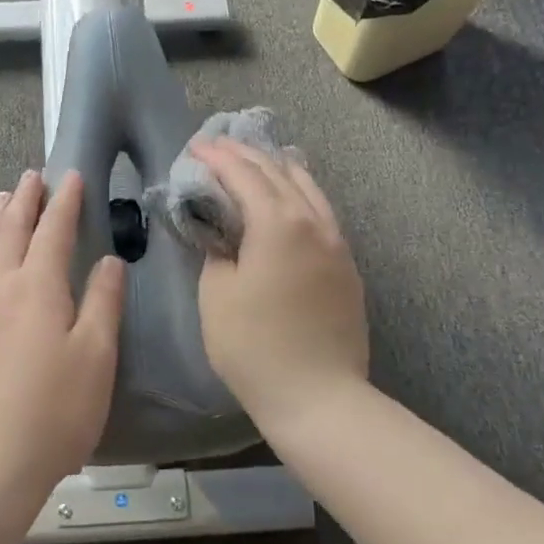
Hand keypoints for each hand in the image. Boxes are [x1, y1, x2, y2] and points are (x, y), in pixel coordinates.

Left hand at [0, 169, 124, 506]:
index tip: (71, 176)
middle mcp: (1, 288)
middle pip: (12, 232)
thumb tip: (108, 261)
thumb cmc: (56, 410)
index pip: (54, 231)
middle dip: (25, 201)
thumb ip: (103, 302)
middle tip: (33, 176)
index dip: (64, 202)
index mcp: (39, 288)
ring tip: (2, 199)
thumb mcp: (96, 355)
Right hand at [190, 137, 367, 431]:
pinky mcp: (347, 266)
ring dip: (279, 167)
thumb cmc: (254, 346)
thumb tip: (226, 237)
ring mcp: (337, 243)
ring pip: (309, 188)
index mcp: (277, 223)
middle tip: (219, 146)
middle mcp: (313, 222)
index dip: (218, 157)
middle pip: (279, 172)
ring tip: (259, 158)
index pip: (244, 175)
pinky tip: (293, 196)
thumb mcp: (217, 294)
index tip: (196, 147)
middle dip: (246, 155)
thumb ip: (218, 252)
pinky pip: (322, 211)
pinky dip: (301, 192)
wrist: (319, 397)